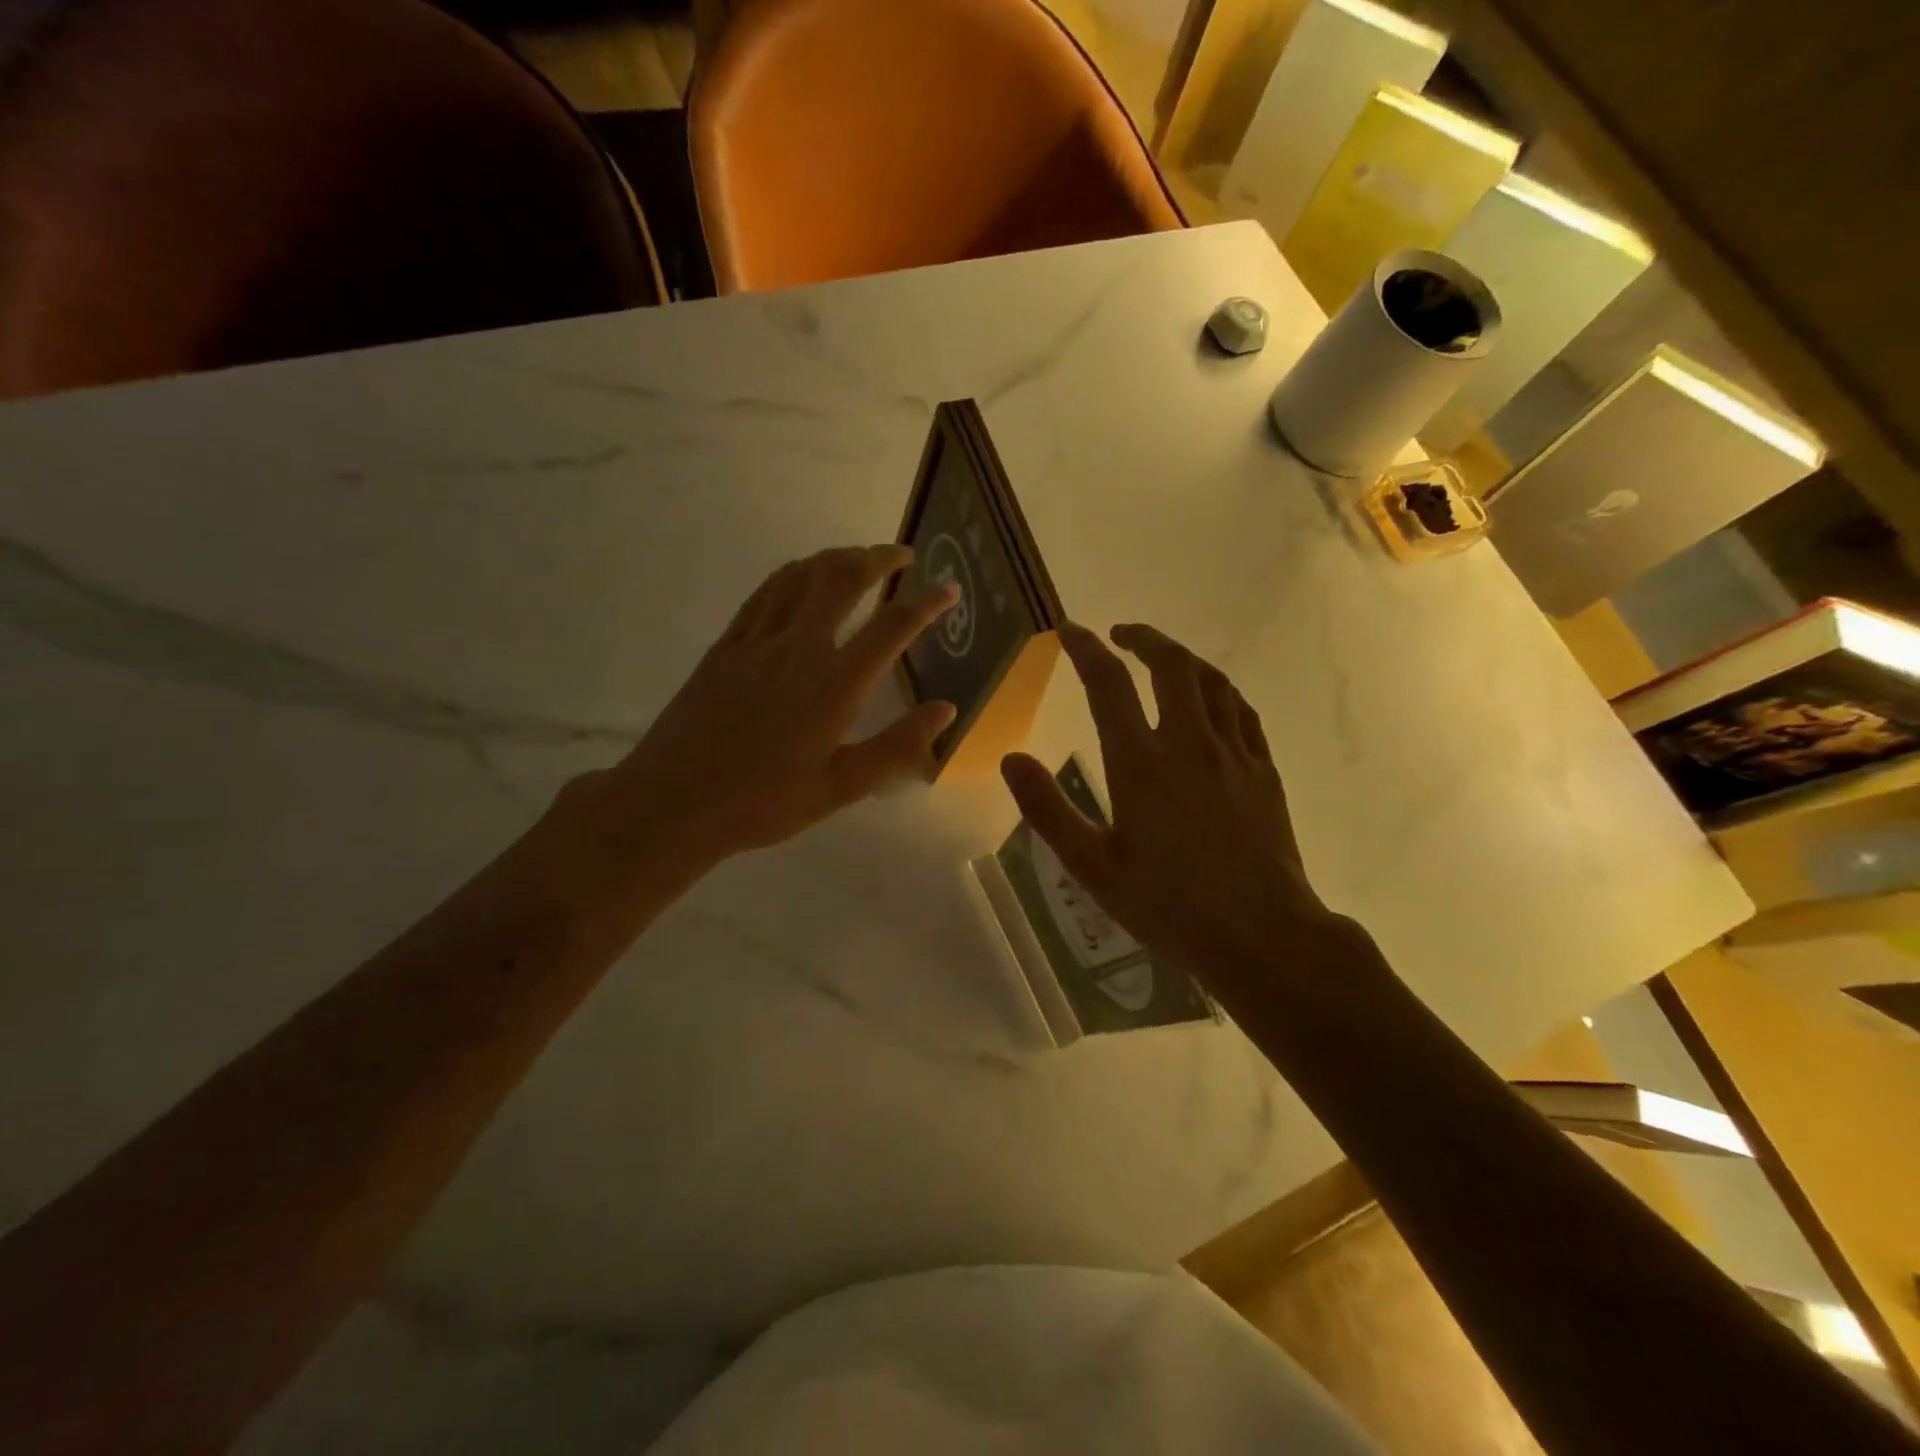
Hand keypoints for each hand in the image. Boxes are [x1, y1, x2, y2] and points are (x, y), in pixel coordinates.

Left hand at [585, 545, 959, 869]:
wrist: (674, 803)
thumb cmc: (764, 803)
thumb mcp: (842, 787)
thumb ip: (897, 746)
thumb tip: (946, 710)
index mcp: (834, 686)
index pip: (891, 627)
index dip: (927, 602)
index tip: (949, 588)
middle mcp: (798, 649)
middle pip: (841, 578)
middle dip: (877, 557)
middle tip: (901, 555)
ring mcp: (756, 642)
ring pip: (799, 576)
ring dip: (835, 558)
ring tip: (858, 559)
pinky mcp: (725, 646)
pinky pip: (764, 594)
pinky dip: (792, 575)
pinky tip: (800, 580)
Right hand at [1000, 622, 1336, 989]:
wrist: (1262, 934)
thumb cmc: (1169, 905)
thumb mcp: (1093, 867)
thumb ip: (1048, 810)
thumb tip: (1012, 759)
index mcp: (1140, 765)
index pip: (1109, 685)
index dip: (1086, 649)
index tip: (1069, 631)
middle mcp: (1188, 744)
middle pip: (1171, 665)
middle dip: (1143, 638)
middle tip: (1121, 635)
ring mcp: (1233, 753)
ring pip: (1211, 680)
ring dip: (1182, 658)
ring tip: (1161, 658)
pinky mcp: (1263, 769)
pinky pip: (1241, 710)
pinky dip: (1218, 690)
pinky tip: (1210, 699)